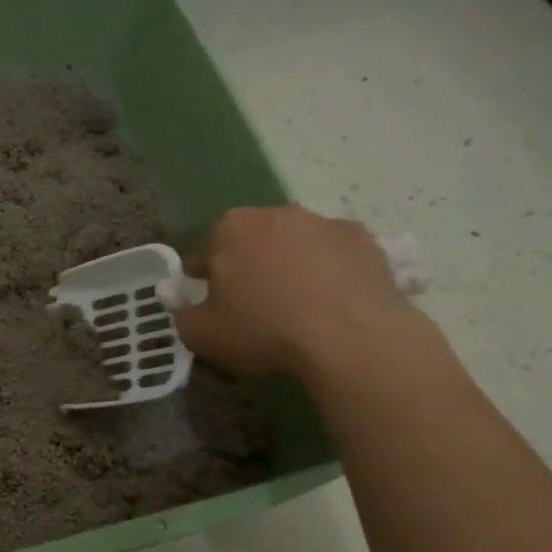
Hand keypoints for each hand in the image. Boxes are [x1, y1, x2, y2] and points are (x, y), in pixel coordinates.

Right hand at [175, 206, 417, 379]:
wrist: (349, 337)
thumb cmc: (263, 329)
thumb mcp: (200, 335)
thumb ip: (186, 315)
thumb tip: (192, 309)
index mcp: (231, 228)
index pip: (209, 249)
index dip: (208, 278)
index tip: (213, 304)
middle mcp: (277, 213)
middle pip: (254, 241)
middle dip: (251, 266)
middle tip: (254, 307)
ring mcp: (325, 223)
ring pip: (296, 245)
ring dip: (291, 268)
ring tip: (298, 310)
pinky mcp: (365, 240)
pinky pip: (335, 256)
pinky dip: (330, 274)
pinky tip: (331, 307)